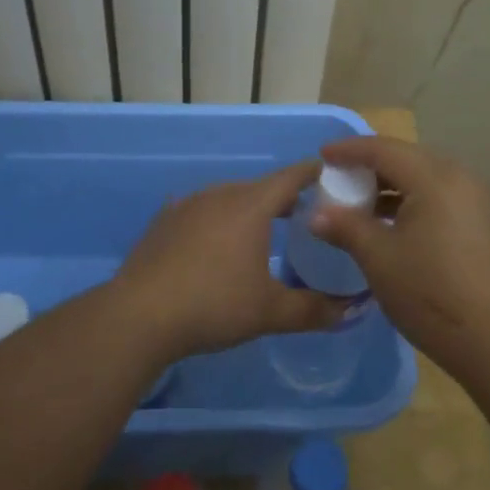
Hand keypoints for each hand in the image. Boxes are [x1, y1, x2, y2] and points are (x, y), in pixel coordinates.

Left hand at [115, 161, 343, 360]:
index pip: (291, 177)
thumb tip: (350, 311)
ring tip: (262, 231)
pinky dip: (217, 221)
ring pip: (228, 198)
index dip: (313, 174)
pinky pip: (201, 212)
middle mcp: (220, 194)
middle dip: (284, 198)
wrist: (139, 315)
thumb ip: (313, 309)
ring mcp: (187, 205)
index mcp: (251, 205)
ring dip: (248, 209)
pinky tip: (216, 244)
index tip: (330, 176)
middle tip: (304, 215)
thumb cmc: (214, 304)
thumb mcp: (270, 312)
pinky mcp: (163, 221)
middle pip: (260, 187)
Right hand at [309, 137, 489, 374]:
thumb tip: (316, 214)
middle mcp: (462, 177)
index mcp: (435, 177)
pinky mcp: (487, 223)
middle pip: (408, 159)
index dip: (350, 150)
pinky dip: (414, 202)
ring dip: (392, 186)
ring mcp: (479, 200)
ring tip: (362, 204)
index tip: (323, 156)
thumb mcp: (380, 259)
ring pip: (426, 179)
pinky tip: (395, 226)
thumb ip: (346, 227)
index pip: (384, 149)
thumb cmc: (433, 294)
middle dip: (371, 166)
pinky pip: (442, 198)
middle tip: (340, 179)